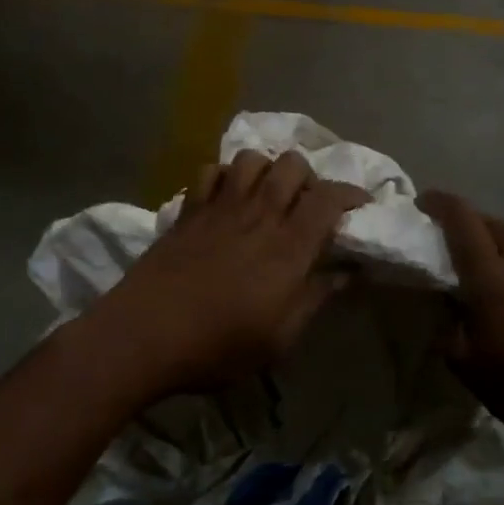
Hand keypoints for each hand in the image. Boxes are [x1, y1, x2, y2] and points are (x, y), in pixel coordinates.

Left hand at [88, 150, 368, 394]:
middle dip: (310, 177)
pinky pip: (211, 171)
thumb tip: (346, 274)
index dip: (351, 194)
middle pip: (293, 165)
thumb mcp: (279, 339)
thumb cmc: (218, 346)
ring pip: (252, 158)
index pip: (329, 198)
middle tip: (309, 205)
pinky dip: (225, 175)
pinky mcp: (188, 210)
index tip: (359, 206)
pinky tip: (227, 198)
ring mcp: (219, 207)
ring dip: (268, 169)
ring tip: (268, 196)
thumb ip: (315, 299)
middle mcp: (258, 215)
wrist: (143, 335)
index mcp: (288, 247)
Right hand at [417, 191, 503, 438]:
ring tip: (492, 244)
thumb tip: (449, 297)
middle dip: (467, 220)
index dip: (440, 203)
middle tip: (452, 235)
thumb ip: (449, 319)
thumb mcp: (462, 359)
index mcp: (489, 277)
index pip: (462, 220)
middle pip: (491, 221)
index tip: (425, 203)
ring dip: (500, 228)